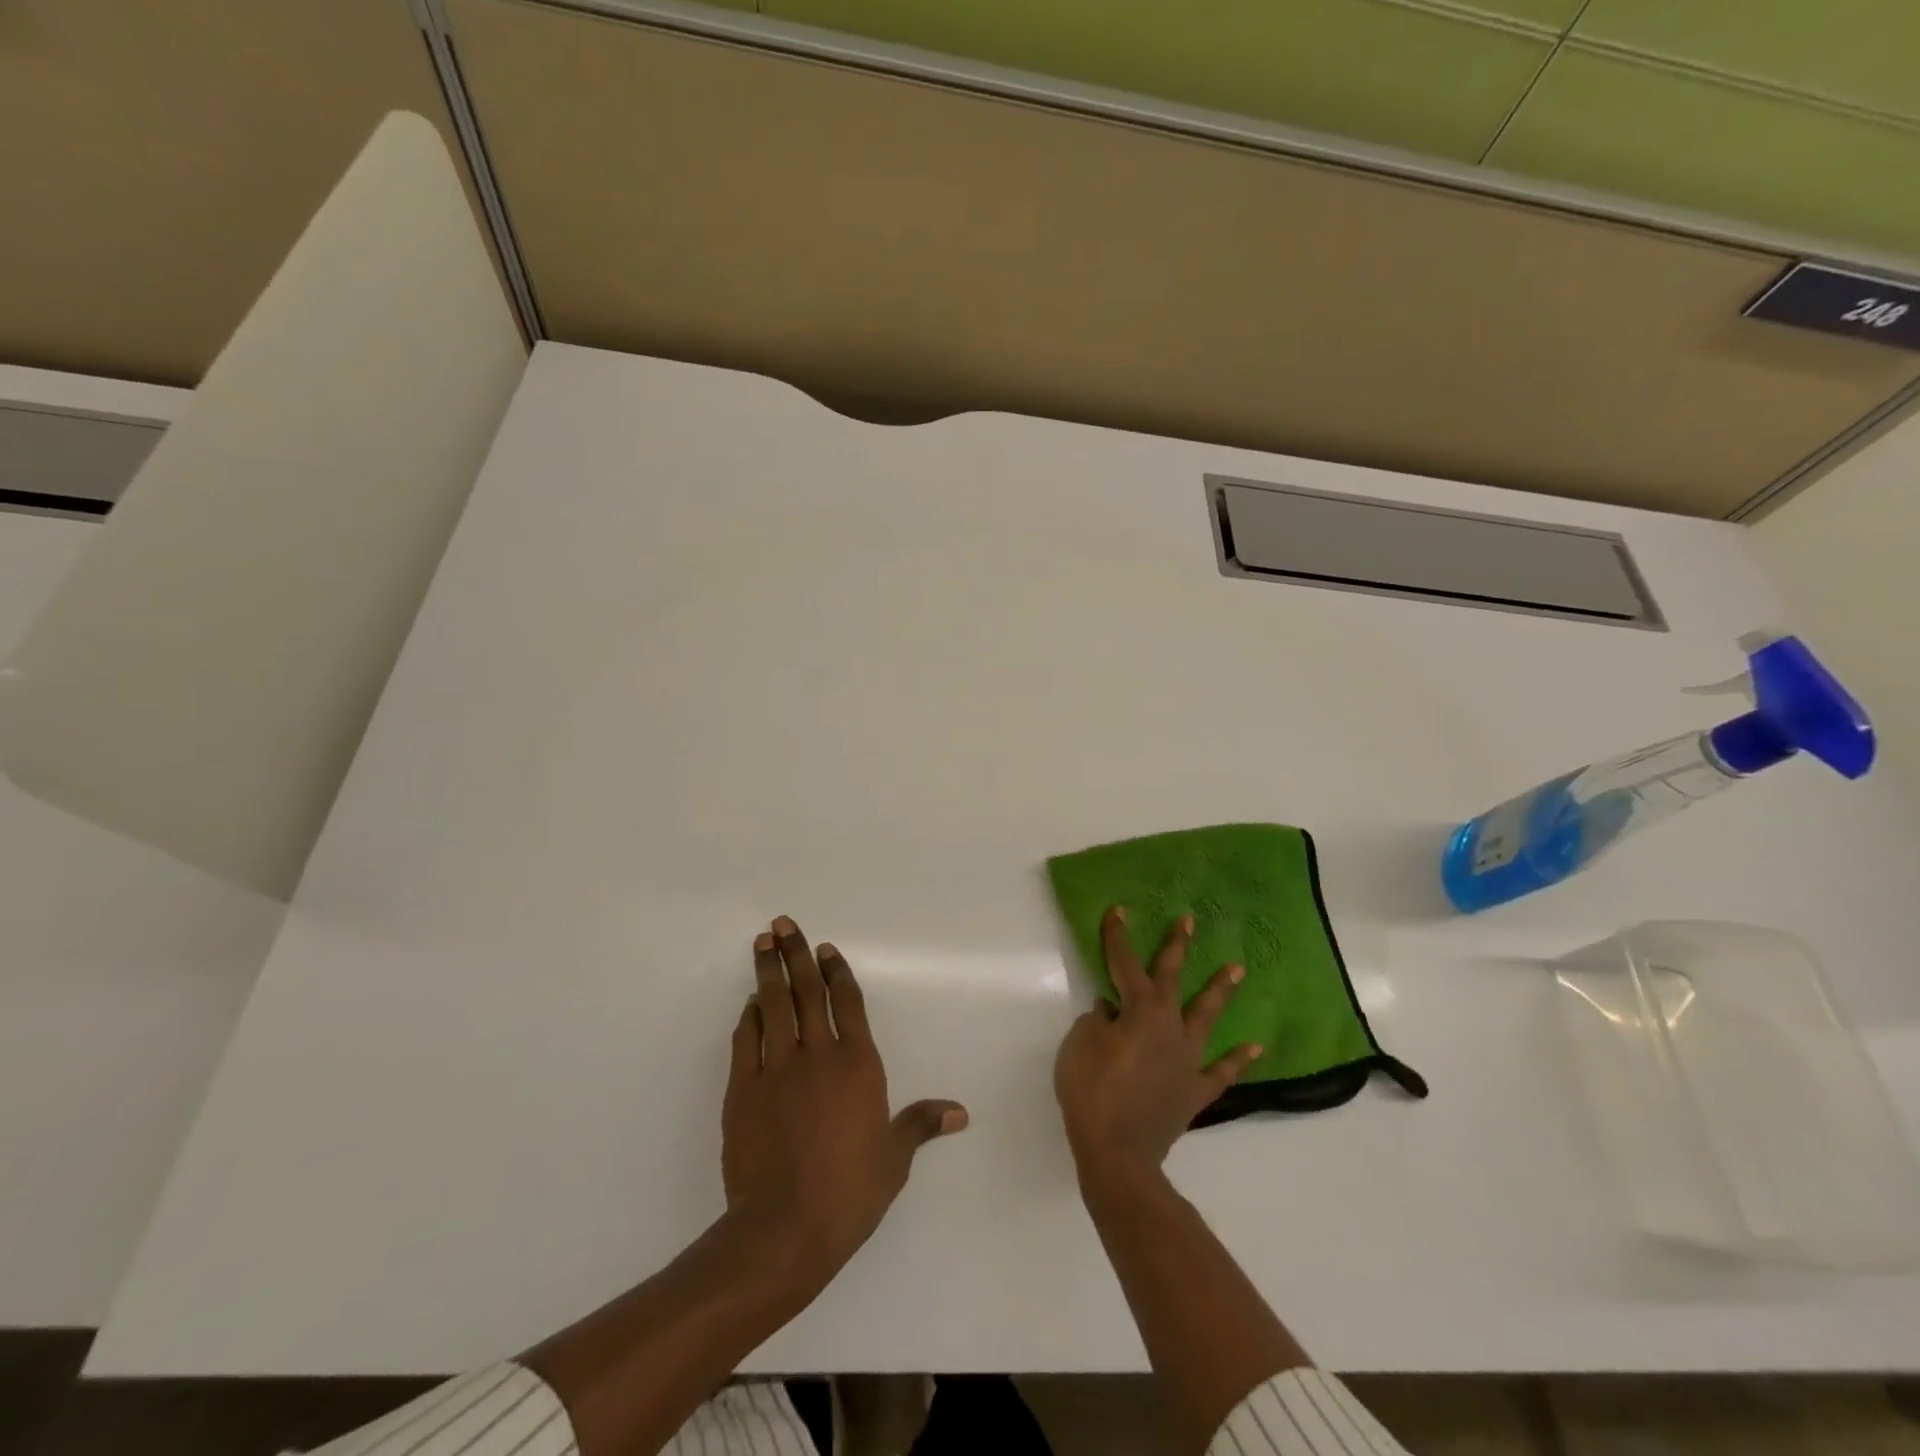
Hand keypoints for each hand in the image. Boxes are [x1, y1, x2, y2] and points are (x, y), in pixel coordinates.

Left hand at [722, 916, 967, 1291]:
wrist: (785, 1228)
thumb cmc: (850, 1192)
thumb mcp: (894, 1159)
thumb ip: (921, 1125)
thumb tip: (960, 1113)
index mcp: (858, 1065)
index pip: (848, 1003)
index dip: (838, 972)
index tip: (826, 948)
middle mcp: (818, 1055)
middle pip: (808, 992)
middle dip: (796, 954)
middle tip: (782, 924)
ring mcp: (777, 1069)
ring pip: (773, 1007)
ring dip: (768, 973)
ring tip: (762, 943)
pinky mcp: (743, 1090)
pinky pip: (746, 1041)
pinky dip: (748, 1017)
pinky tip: (750, 1003)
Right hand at [1055, 907, 1259, 1181]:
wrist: (1116, 1153)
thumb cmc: (1091, 1092)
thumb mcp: (1079, 1045)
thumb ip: (1096, 1021)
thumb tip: (1111, 1012)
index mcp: (1139, 1011)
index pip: (1125, 964)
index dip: (1118, 937)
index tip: (1119, 911)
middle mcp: (1169, 1026)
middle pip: (1172, 979)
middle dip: (1177, 948)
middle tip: (1189, 922)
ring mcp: (1187, 1059)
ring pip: (1206, 1017)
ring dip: (1220, 991)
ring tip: (1237, 969)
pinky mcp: (1195, 1090)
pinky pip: (1221, 1071)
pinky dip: (1237, 1059)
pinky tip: (1255, 1046)